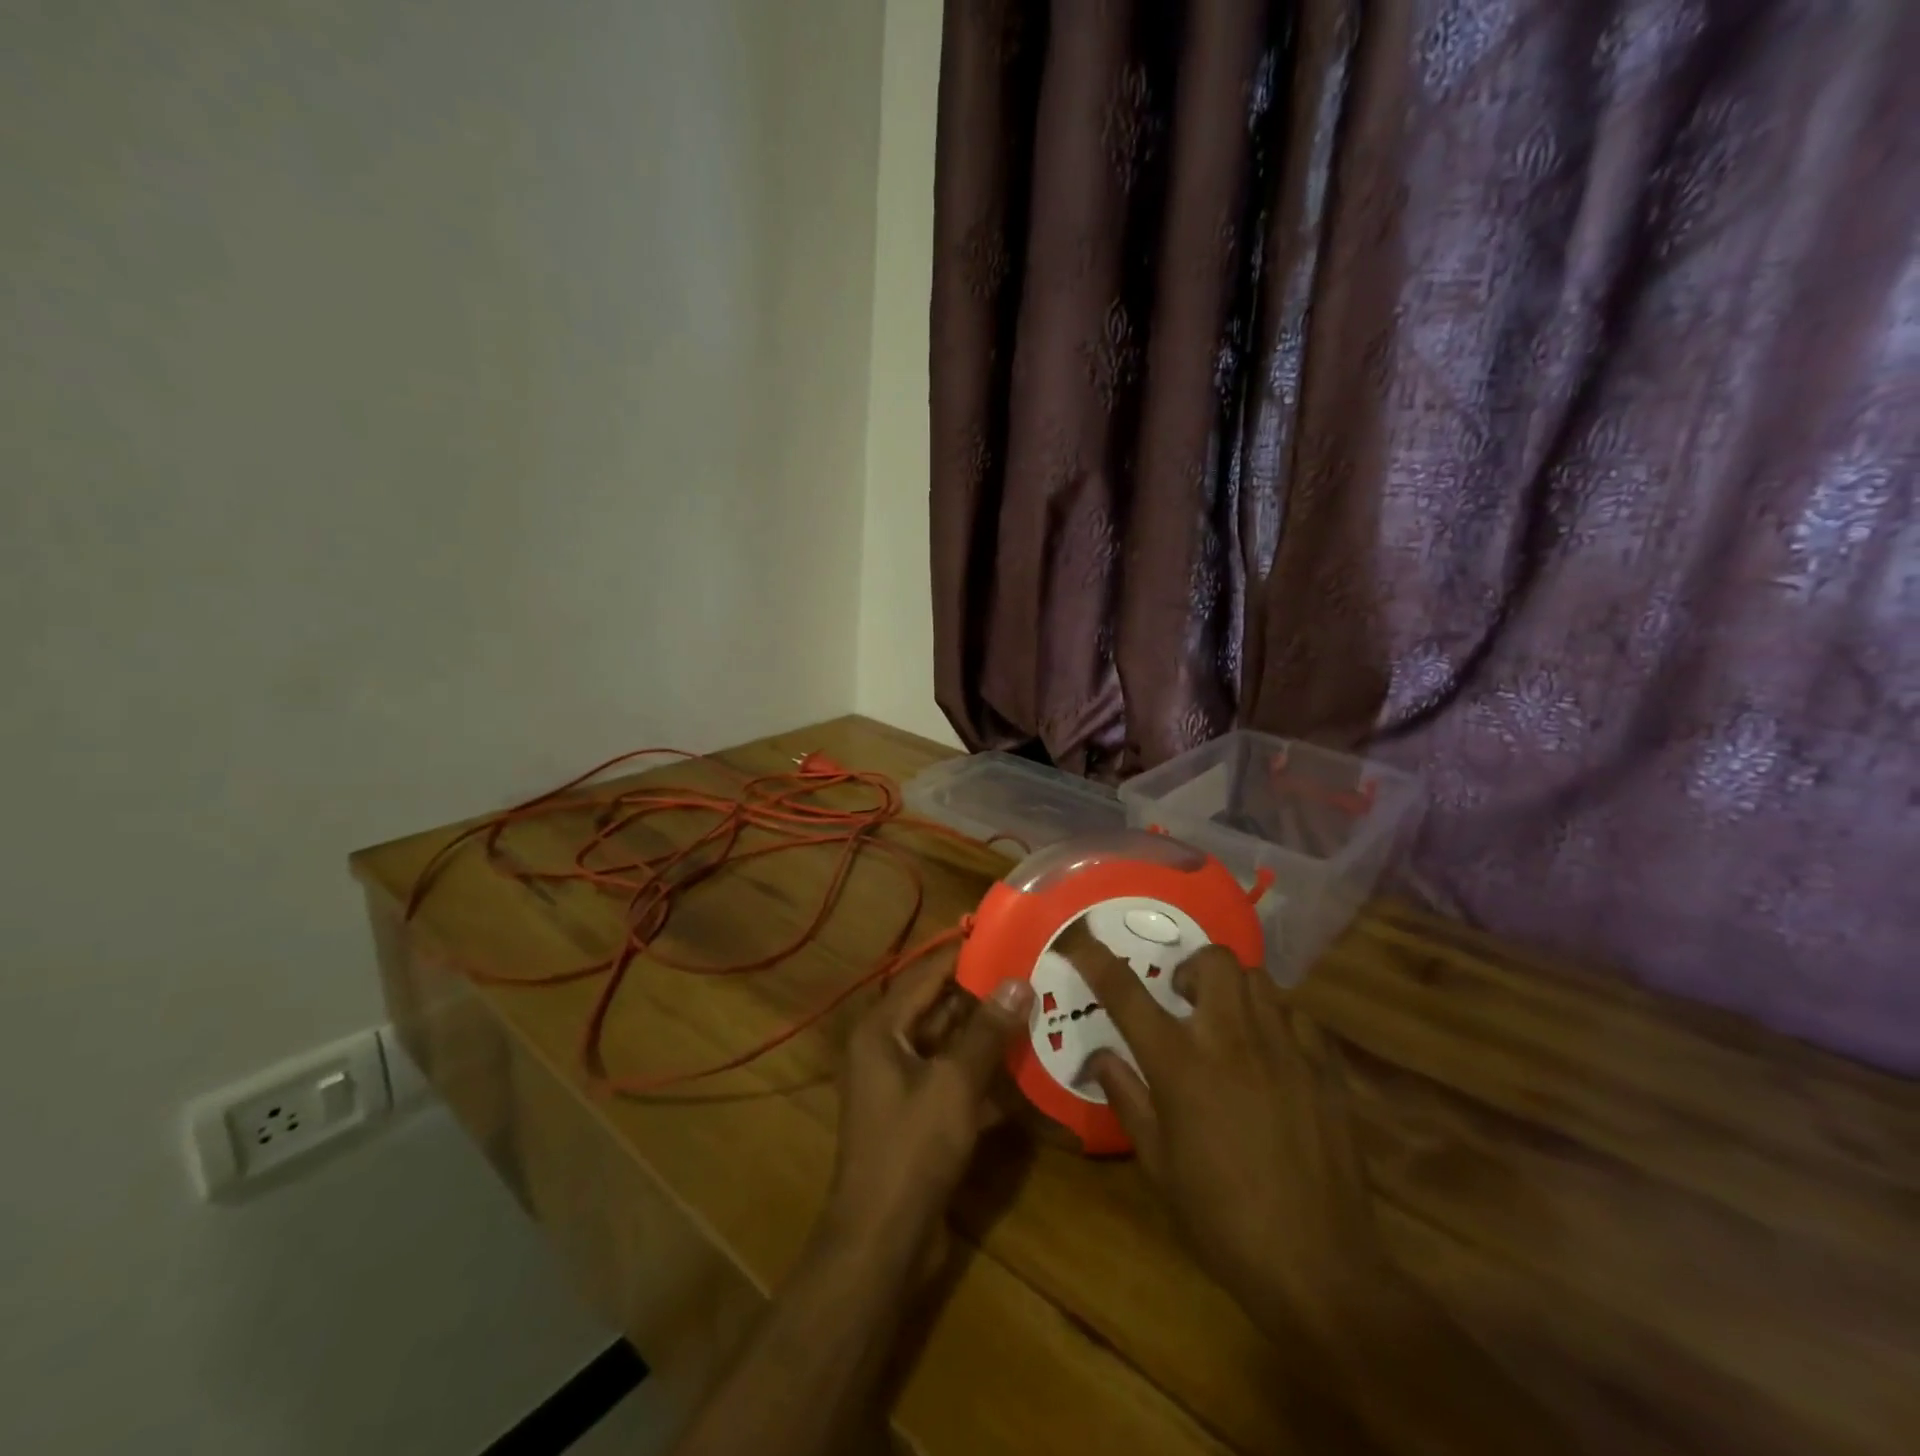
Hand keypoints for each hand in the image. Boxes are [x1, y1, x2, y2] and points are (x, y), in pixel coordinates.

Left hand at [821, 957, 1032, 1271]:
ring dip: (989, 1035)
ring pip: (951, 1046)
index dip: (965, 954)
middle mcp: (888, 1049)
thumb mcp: (955, 1084)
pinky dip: (984, 1073)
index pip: (927, 975)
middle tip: (1033, 973)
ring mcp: (903, 1085)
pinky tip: (1026, 1067)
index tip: (1006, 935)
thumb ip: (987, 1032)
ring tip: (1038, 1010)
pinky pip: (955, 1080)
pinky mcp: (919, 1116)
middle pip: (940, 1009)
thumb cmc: (911, 1150)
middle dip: (984, 995)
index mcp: (883, 1030)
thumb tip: (1018, 981)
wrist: (881, 1243)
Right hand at [1059, 922, 1378, 1328]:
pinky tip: (1273, 1052)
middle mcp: (1231, 1039)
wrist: (1318, 1268)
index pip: (1126, 993)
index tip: (1079, 939)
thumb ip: (1127, 1098)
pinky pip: (1299, 1016)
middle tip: (1183, 998)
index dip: (1096, 959)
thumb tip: (1100, 1057)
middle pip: (1213, 960)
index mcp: (1180, 1064)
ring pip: (1259, 979)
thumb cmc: (1222, 1218)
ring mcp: (1284, 1048)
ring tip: (1228, 1022)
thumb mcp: (1158, 1165)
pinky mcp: (1324, 1068)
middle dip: (1192, 966)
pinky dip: (1278, 1020)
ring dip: (1234, 989)